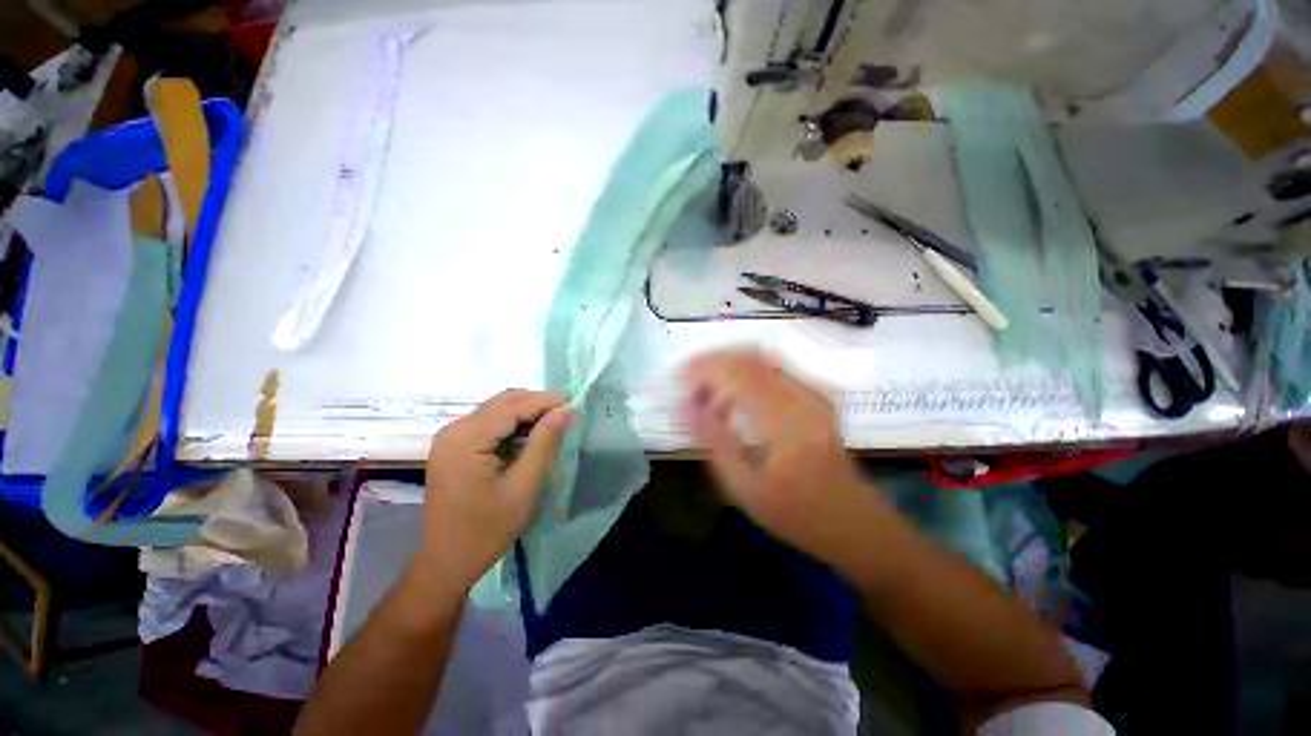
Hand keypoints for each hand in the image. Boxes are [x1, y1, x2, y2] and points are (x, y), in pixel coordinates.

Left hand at [413, 390, 571, 598]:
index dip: (546, 400)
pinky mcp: (453, 445)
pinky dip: (512, 423)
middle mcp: (454, 429)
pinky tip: (528, 437)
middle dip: (537, 403)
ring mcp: (450, 436)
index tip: (574, 405)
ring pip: (497, 408)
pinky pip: (488, 421)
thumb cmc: (488, 528)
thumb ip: (544, 442)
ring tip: (553, 425)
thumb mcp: (524, 486)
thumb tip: (565, 410)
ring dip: (526, 412)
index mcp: (467, 439)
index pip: (513, 405)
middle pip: (503, 401)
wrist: (448, 561)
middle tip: (566, 415)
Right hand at [682, 350, 885, 570]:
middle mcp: (802, 396)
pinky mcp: (817, 394)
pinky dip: (746, 371)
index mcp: (785, 421)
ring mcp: (813, 392)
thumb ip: (713, 441)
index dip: (702, 368)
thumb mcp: (744, 487)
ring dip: (729, 364)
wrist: (853, 520)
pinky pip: (774, 367)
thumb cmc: (795, 512)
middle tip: (688, 383)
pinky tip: (734, 394)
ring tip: (707, 388)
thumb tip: (683, 406)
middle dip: (712, 362)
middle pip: (749, 356)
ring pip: (761, 356)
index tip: (677, 378)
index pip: (737, 373)